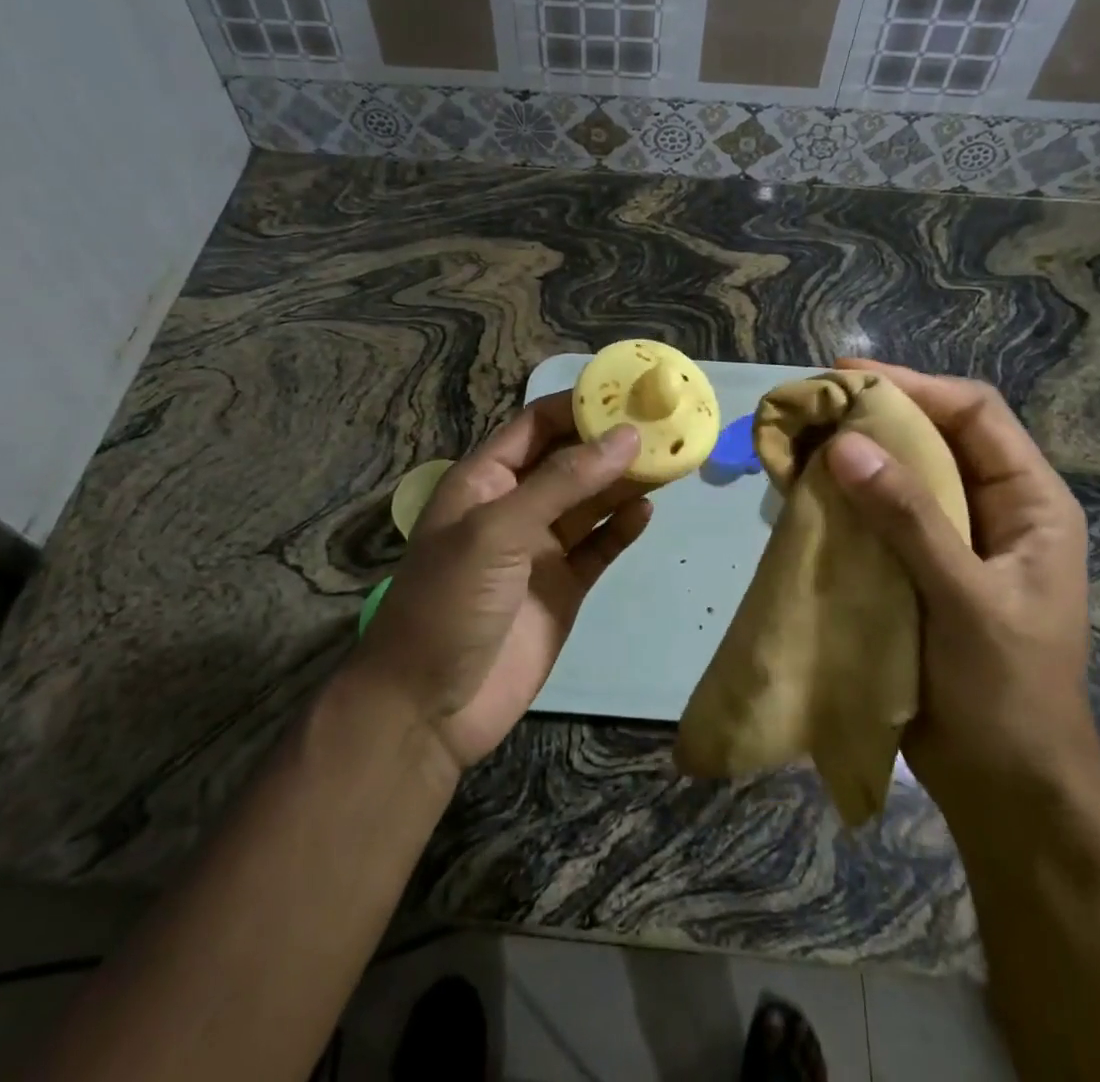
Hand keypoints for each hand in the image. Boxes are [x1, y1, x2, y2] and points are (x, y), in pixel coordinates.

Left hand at [349, 393, 651, 771]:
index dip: (577, 405)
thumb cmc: (449, 602)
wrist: (429, 708)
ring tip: (670, 459)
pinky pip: (599, 547)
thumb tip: (625, 436)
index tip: (628, 390)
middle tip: (664, 424)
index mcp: (485, 481)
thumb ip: (563, 483)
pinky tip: (647, 512)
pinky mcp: (564, 587)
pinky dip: (622, 529)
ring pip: (590, 502)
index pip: (535, 426)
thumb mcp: (499, 531)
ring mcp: (540, 548)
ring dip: (624, 482)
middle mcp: (514, 506)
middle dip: (610, 442)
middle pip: (570, 461)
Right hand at [824, 360, 1099, 817]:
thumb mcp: (965, 600)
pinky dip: (842, 499)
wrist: (1004, 790)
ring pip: (899, 475)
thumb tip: (846, 444)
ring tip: (797, 442)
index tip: (847, 374)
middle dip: (873, 416)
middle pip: (933, 436)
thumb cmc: (1005, 694)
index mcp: (1031, 504)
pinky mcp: (916, 569)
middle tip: (810, 406)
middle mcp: (993, 510)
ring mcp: (952, 540)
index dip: (914, 385)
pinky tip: (802, 493)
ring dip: (852, 456)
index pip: (974, 414)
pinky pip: (877, 516)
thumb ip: (909, 519)